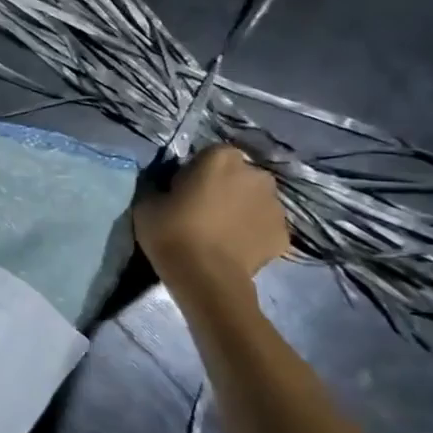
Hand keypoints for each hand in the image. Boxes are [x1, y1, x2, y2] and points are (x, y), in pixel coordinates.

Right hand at [132, 145, 288, 285]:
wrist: (205, 277)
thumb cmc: (172, 231)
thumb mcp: (147, 202)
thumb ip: (160, 186)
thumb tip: (166, 187)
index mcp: (221, 158)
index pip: (210, 155)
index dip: (197, 171)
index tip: (184, 190)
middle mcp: (255, 174)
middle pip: (239, 175)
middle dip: (226, 187)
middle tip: (204, 210)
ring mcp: (275, 205)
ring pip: (255, 201)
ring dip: (242, 209)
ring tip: (221, 232)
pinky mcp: (284, 234)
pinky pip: (265, 227)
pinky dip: (253, 233)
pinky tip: (236, 248)